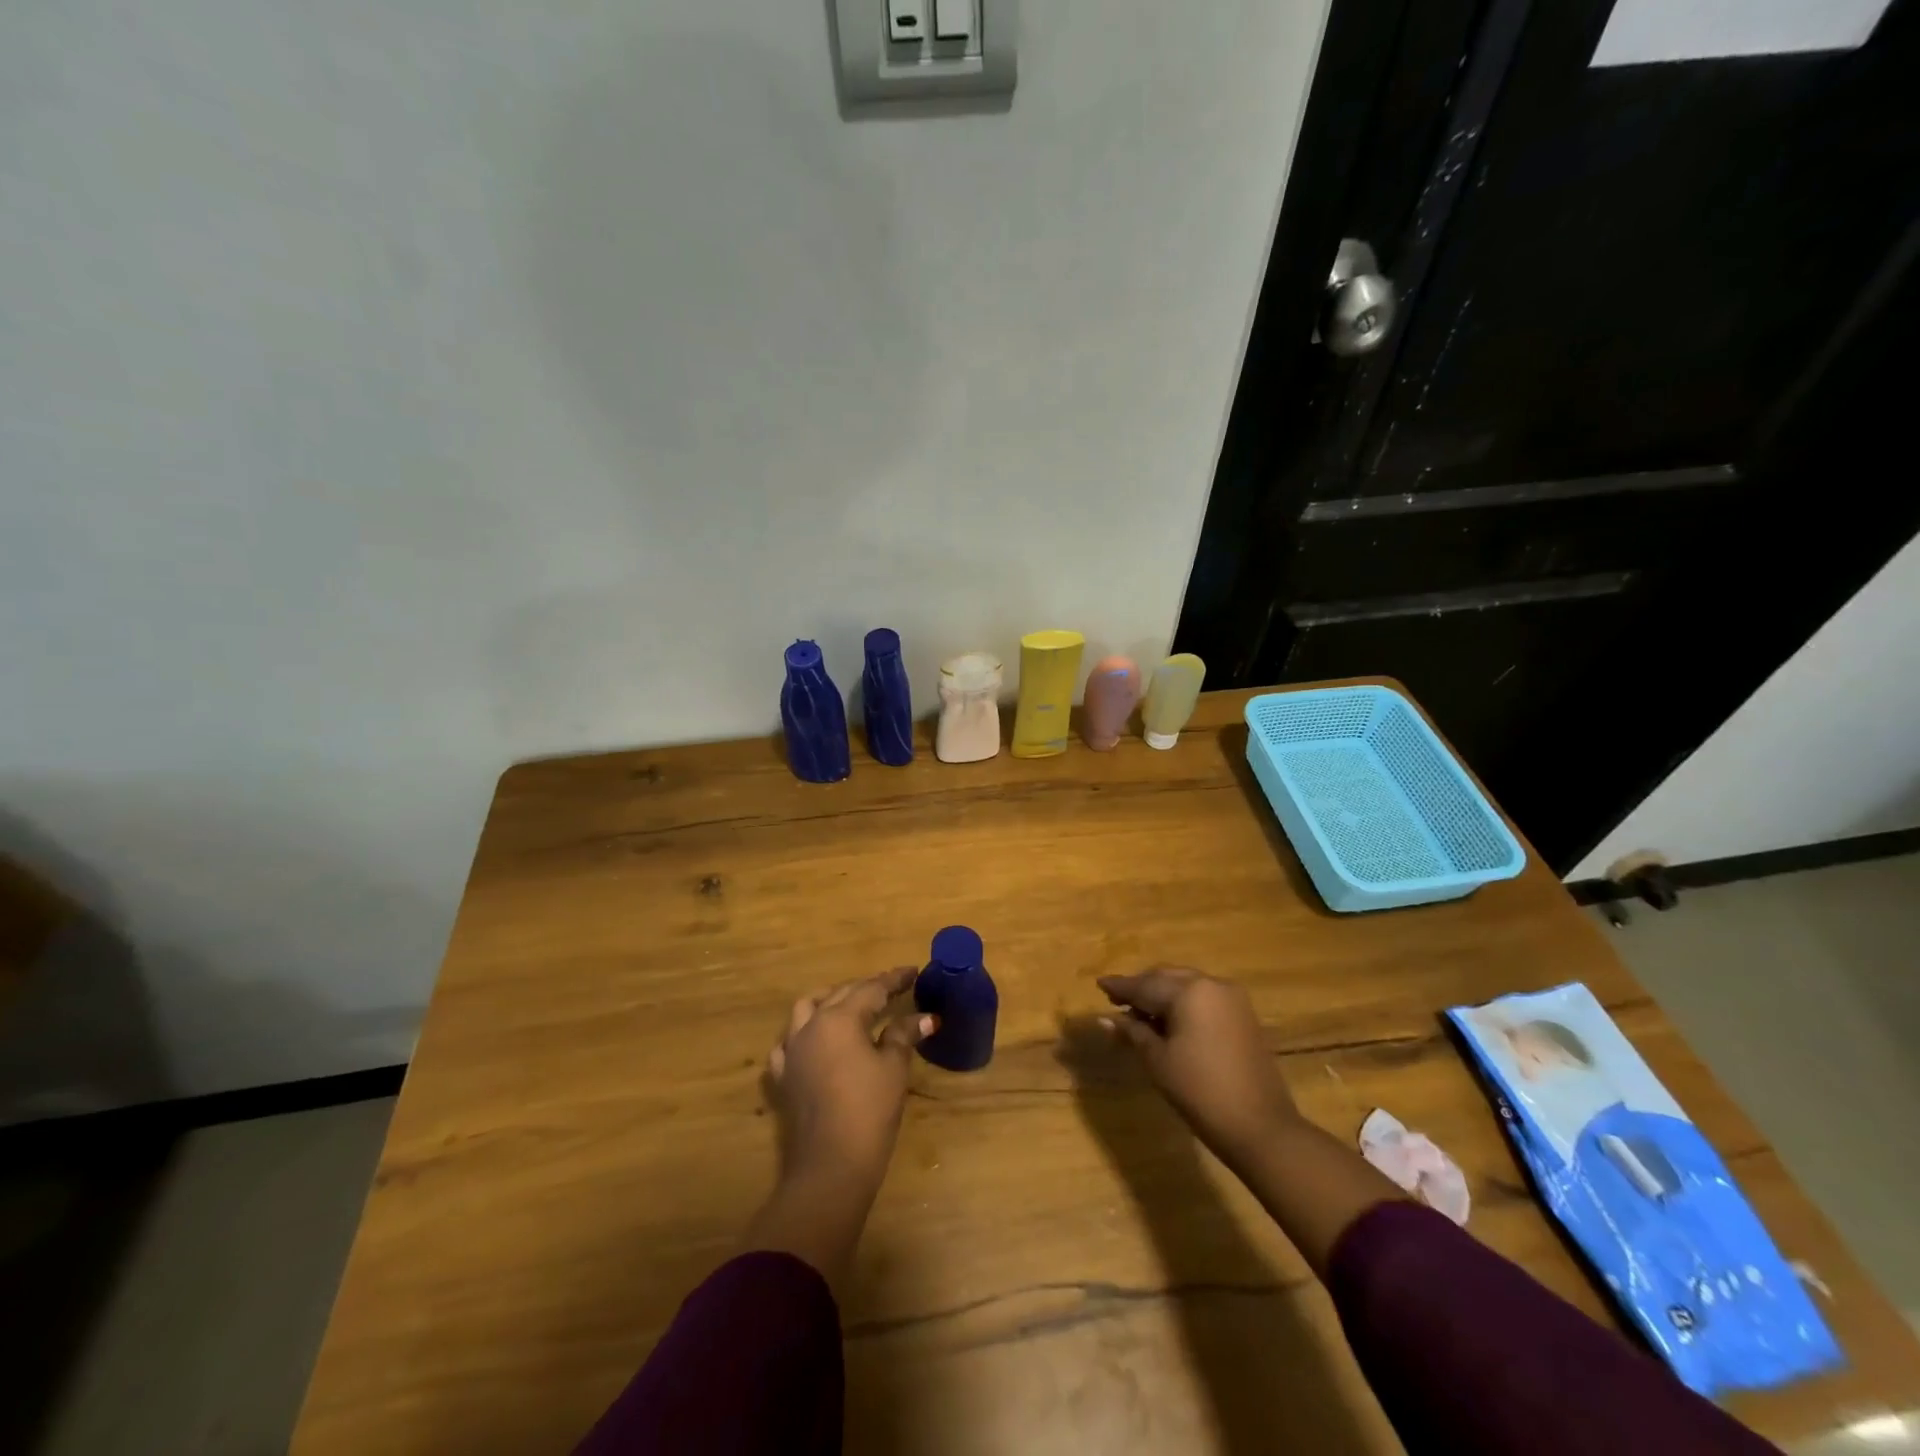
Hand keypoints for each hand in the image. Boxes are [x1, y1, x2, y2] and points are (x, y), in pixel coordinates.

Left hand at [766, 966, 933, 1193]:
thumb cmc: (869, 1111)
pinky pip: (789, 1042)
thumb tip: (925, 1018)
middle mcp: (811, 1025)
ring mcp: (792, 1050)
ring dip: (830, 1000)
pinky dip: (804, 1032)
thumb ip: (903, 1035)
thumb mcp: (894, 1069)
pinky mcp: (783, 1075)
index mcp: (840, 1018)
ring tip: (850, 1004)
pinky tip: (815, 1040)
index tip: (913, 971)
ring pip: (807, 1008)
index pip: (871, 988)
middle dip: (867, 987)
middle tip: (892, 987)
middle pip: (841, 994)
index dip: (894, 979)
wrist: (830, 1166)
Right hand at [1098, 967, 1299, 1165]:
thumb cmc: (1200, 1091)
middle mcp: (1212, 984)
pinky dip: (1183, 1004)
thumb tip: (1105, 1018)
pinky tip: (1169, 1021)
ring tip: (1140, 1014)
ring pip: (1186, 985)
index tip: (1100, 984)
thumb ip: (1132, 1032)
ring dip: (1162, 996)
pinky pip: (1204, 997)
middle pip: (1166, 978)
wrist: (1260, 1127)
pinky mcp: (1243, 1015)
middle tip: (1117, 1001)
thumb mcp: (1158, 1060)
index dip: (1120, 987)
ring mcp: (1232, 998)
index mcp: (1189, 991)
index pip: (1145, 984)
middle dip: (1142, 988)